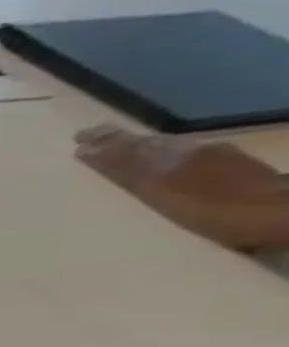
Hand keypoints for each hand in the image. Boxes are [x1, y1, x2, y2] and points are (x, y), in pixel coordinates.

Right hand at [76, 126, 288, 251]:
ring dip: (138, 143)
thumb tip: (87, 150)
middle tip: (90, 135)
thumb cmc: (212, 211)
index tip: (77, 142)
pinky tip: (166, 154)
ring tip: (120, 143)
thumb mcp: (158, 192)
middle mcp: (184, 151)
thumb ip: (124, 170)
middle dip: (115, 140)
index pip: (123, 148)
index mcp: (165, 157)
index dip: (100, 146)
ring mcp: (210, 156)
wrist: (279, 211)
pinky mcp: (230, 165)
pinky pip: (186, 151)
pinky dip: (165, 150)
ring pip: (165, 145)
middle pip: (144, 143)